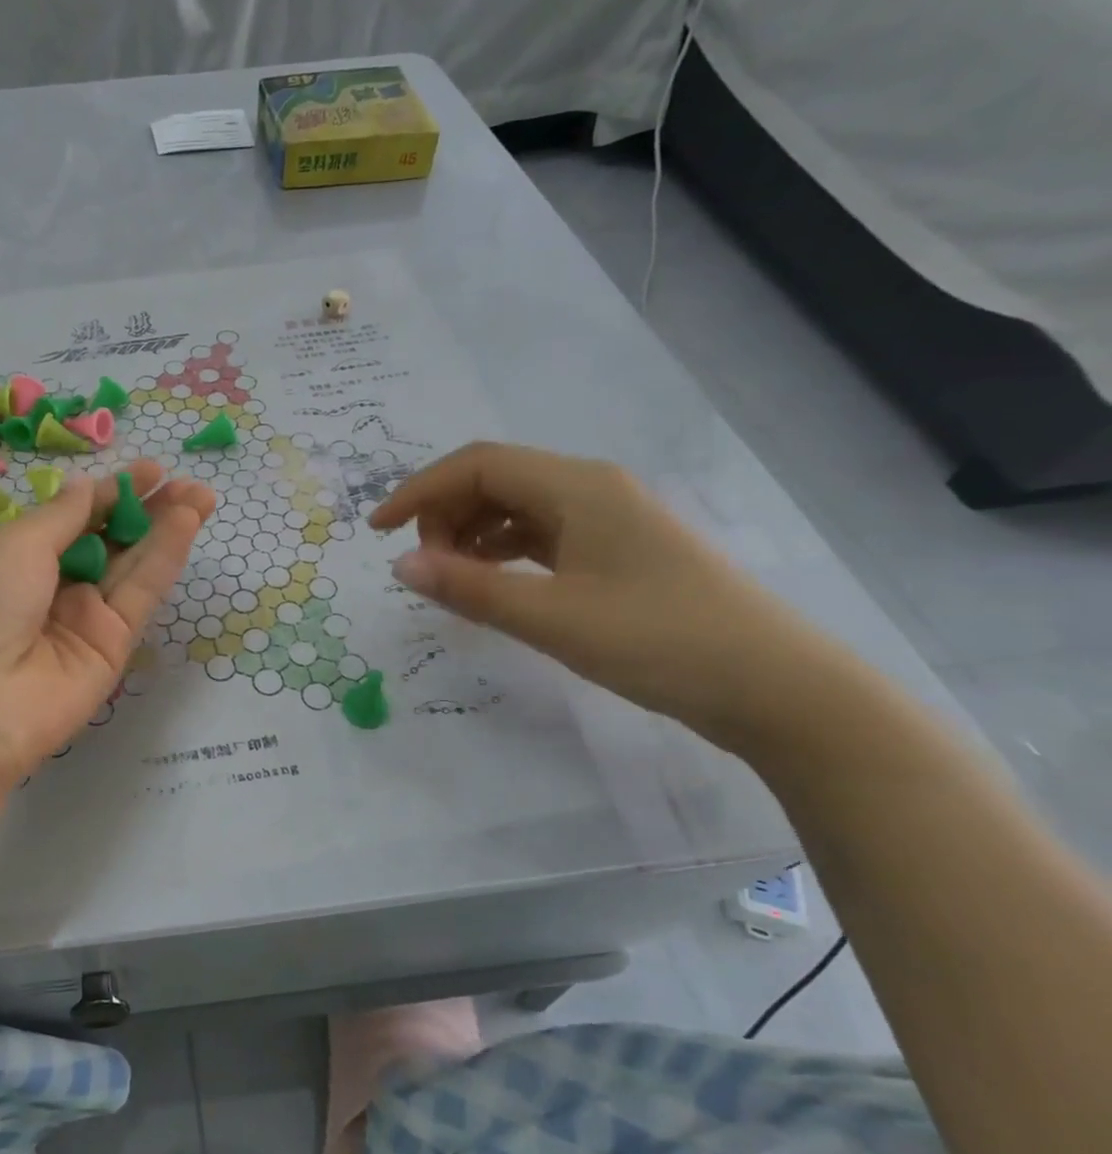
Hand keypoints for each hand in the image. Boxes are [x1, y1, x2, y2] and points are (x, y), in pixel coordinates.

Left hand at [0, 461, 215, 958]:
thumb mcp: (15, 544)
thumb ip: (63, 516)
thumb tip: (89, 488)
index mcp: (13, 560)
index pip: (71, 520)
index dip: (109, 495)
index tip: (149, 471)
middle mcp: (48, 590)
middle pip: (106, 543)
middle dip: (145, 510)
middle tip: (184, 481)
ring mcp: (81, 622)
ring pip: (129, 568)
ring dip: (163, 529)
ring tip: (200, 495)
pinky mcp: (111, 651)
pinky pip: (138, 596)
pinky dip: (163, 559)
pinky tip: (185, 523)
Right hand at [370, 442, 835, 749]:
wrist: (776, 688)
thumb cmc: (659, 641)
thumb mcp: (551, 618)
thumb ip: (468, 588)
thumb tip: (399, 566)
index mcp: (577, 486)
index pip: (475, 465)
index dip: (418, 491)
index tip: (377, 532)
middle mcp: (591, 488)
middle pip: (493, 479)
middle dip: (444, 516)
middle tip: (426, 571)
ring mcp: (608, 518)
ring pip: (516, 507)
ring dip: (471, 534)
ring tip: (452, 581)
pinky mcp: (618, 550)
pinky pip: (541, 534)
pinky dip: (503, 551)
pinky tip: (493, 584)